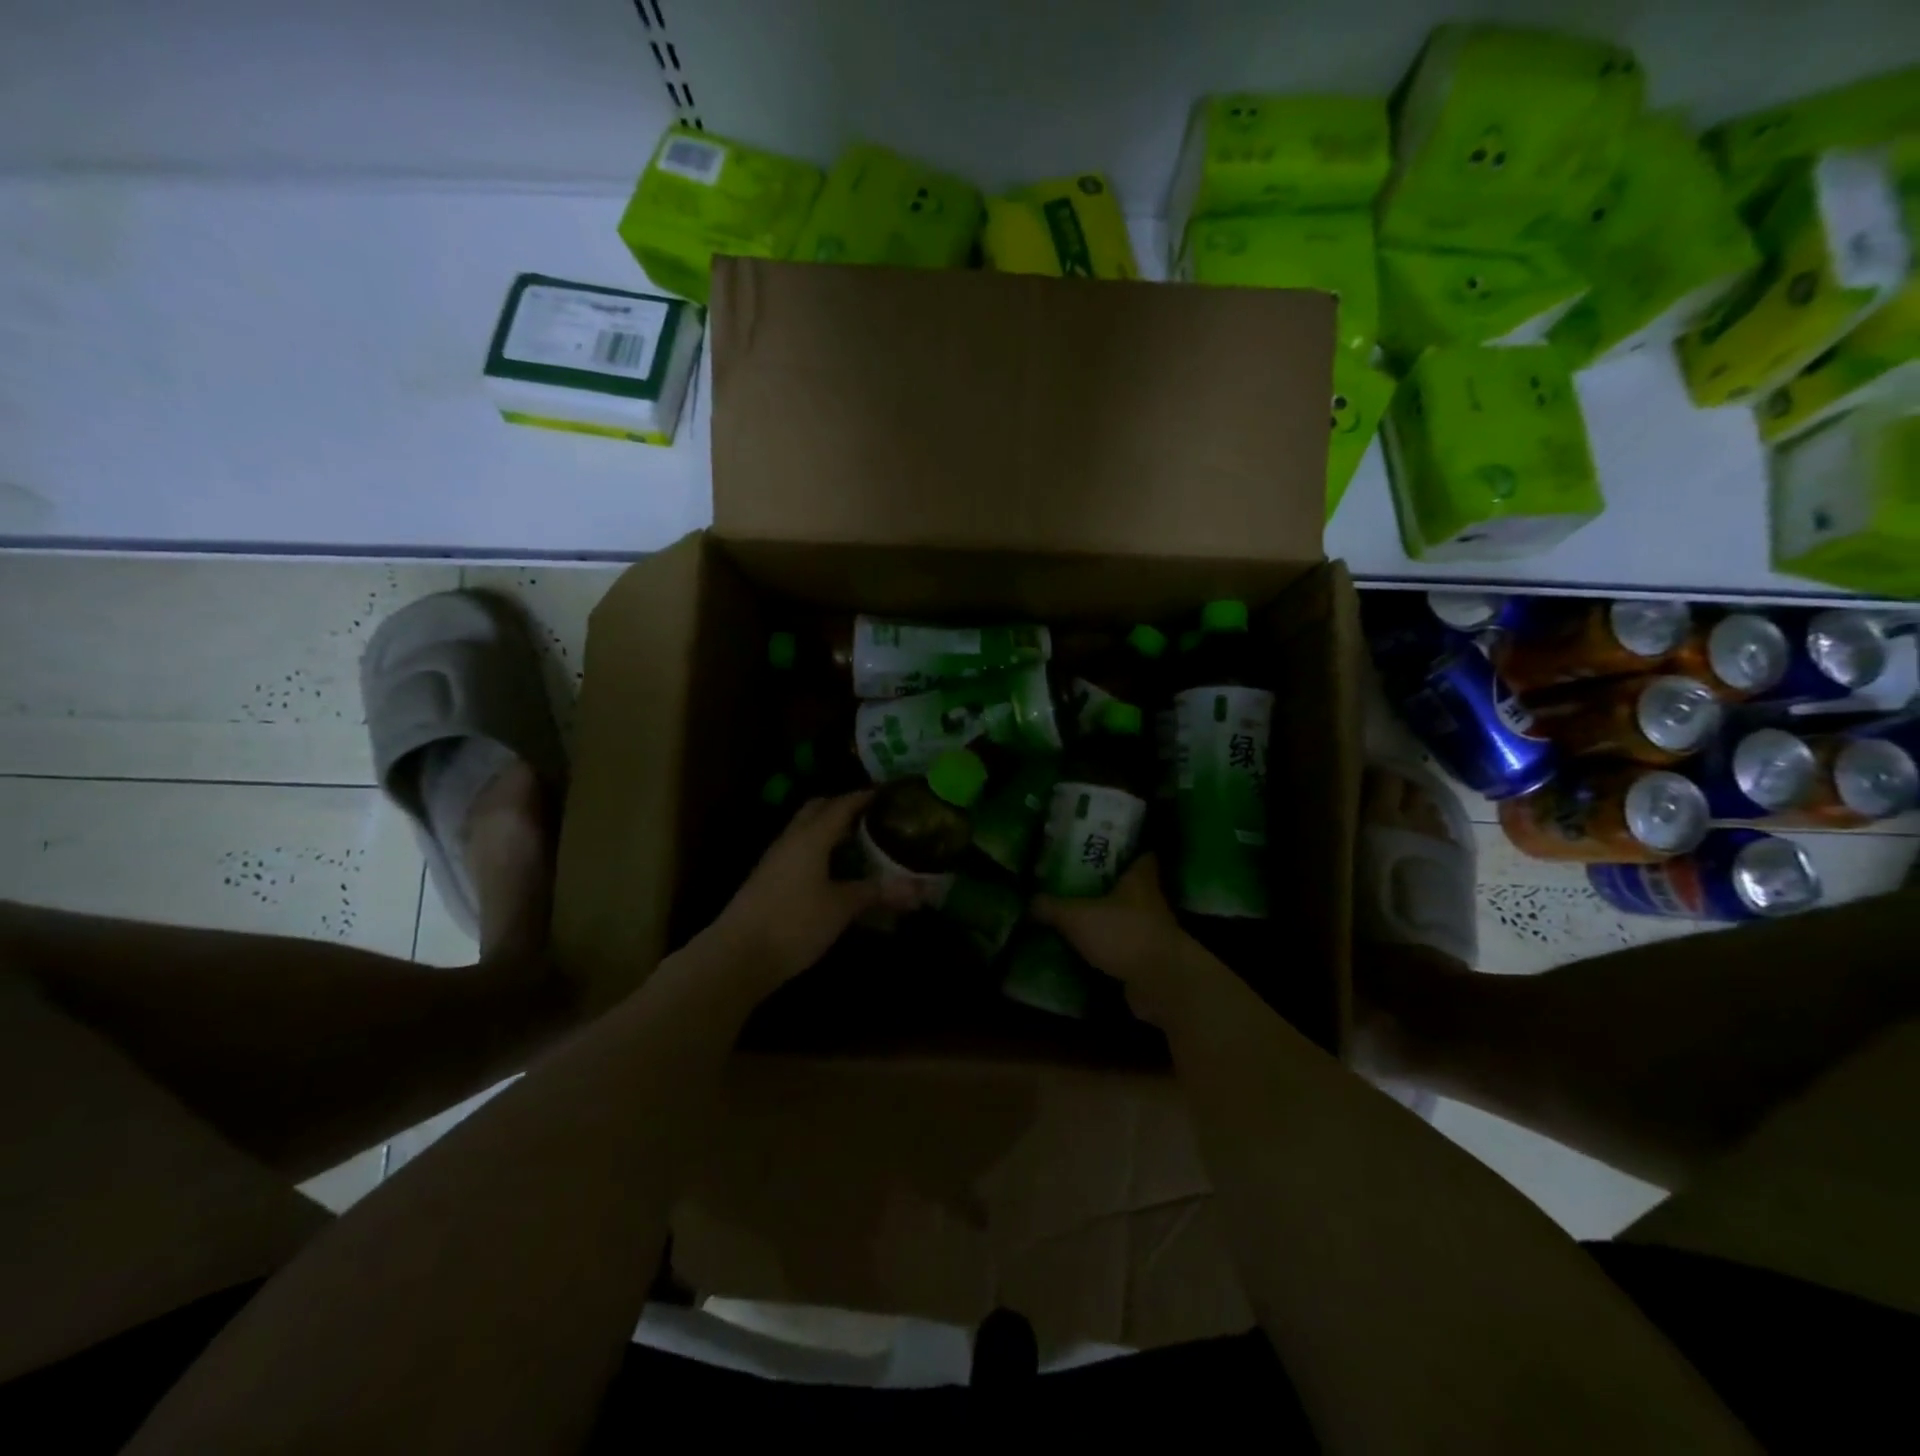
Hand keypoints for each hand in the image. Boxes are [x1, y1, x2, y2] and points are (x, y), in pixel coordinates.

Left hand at [708, 790, 881, 989]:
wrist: (737, 956)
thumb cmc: (794, 923)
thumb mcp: (842, 907)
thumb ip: (877, 892)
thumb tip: (919, 890)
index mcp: (811, 836)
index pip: (843, 803)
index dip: (867, 796)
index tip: (892, 795)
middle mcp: (792, 839)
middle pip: (819, 809)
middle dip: (846, 807)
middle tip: (875, 817)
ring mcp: (776, 859)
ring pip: (807, 830)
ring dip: (832, 830)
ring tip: (862, 843)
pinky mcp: (769, 879)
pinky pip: (800, 851)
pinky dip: (821, 850)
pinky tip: (837, 871)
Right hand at [1032, 855, 1197, 1022]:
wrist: (1161, 983)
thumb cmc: (1123, 934)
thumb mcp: (1077, 917)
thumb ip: (1050, 907)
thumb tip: (1027, 901)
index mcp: (1140, 879)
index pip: (1141, 854)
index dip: (1126, 849)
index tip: (1102, 847)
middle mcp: (1151, 901)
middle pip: (1130, 886)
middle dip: (1107, 885)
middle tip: (1075, 881)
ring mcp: (1153, 932)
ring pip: (1127, 918)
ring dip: (1107, 919)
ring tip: (1074, 916)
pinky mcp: (1149, 960)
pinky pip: (1125, 948)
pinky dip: (1109, 949)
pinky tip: (1084, 950)